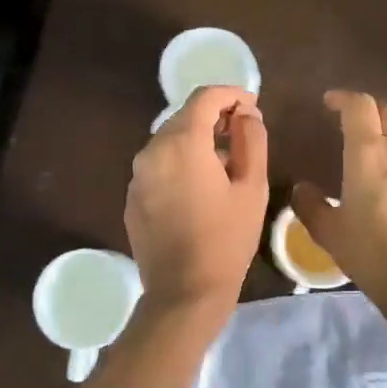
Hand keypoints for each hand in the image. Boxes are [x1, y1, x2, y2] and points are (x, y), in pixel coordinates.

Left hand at [125, 85, 267, 313]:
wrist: (184, 293)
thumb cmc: (227, 239)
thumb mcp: (253, 187)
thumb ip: (252, 140)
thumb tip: (247, 114)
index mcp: (182, 143)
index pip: (205, 97)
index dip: (231, 94)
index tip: (252, 106)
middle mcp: (152, 151)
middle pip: (184, 117)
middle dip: (214, 118)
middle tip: (243, 134)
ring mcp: (137, 175)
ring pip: (169, 141)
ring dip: (196, 141)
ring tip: (225, 164)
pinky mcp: (133, 197)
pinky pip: (158, 166)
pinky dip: (179, 163)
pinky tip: (199, 188)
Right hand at [294, 90, 386, 314]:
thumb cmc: (371, 252)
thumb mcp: (329, 232)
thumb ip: (311, 206)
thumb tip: (302, 188)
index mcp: (369, 154)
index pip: (360, 107)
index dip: (343, 98)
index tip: (327, 103)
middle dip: (367, 109)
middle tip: (345, 120)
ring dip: (383, 128)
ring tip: (361, 145)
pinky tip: (379, 173)